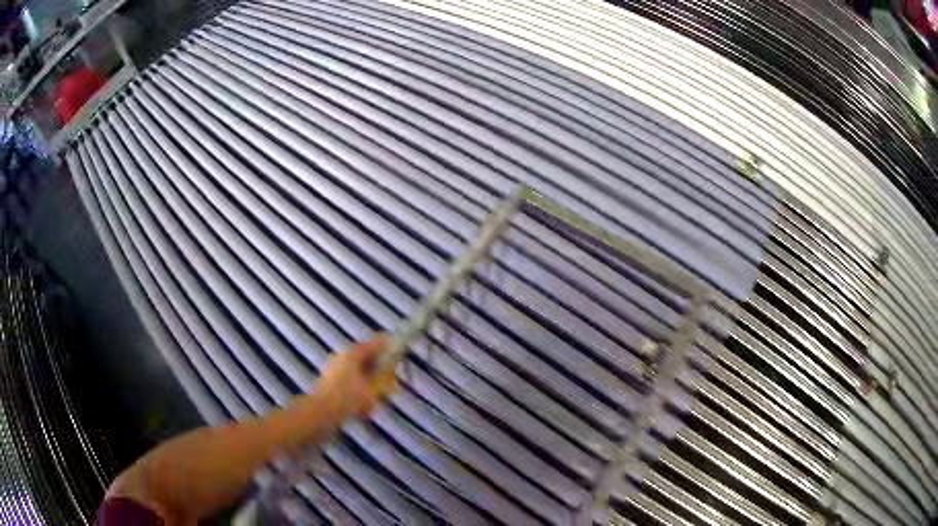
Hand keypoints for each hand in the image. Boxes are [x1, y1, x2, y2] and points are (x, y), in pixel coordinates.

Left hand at [308, 335, 396, 423]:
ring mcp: (334, 372)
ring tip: (372, 406)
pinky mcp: (330, 386)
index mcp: (352, 354)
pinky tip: (361, 412)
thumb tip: (391, 368)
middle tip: (387, 390)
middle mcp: (342, 359)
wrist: (318, 415)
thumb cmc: (346, 399)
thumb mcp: (372, 389)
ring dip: (369, 389)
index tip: (399, 359)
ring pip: (360, 377)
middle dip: (379, 376)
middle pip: (368, 361)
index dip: (389, 349)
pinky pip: (350, 387)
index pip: (375, 344)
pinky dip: (358, 396)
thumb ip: (385, 377)